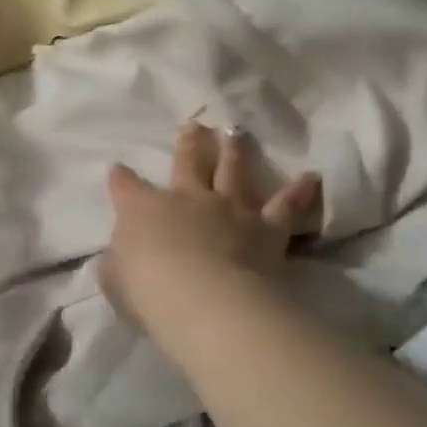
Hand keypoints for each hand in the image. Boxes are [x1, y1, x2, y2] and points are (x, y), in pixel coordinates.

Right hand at [101, 123, 318, 327]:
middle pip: (188, 163)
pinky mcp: (266, 229)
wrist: (207, 301)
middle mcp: (188, 199)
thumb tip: (119, 256)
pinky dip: (299, 192)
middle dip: (189, 143)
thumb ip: (118, 264)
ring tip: (237, 133)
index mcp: (143, 209)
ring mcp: (229, 209)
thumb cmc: (150, 293)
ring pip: (234, 171)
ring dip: (235, 151)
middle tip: (194, 125)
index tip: (118, 169)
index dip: (121, 178)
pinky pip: (286, 206)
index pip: (126, 187)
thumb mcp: (115, 282)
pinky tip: (311, 177)